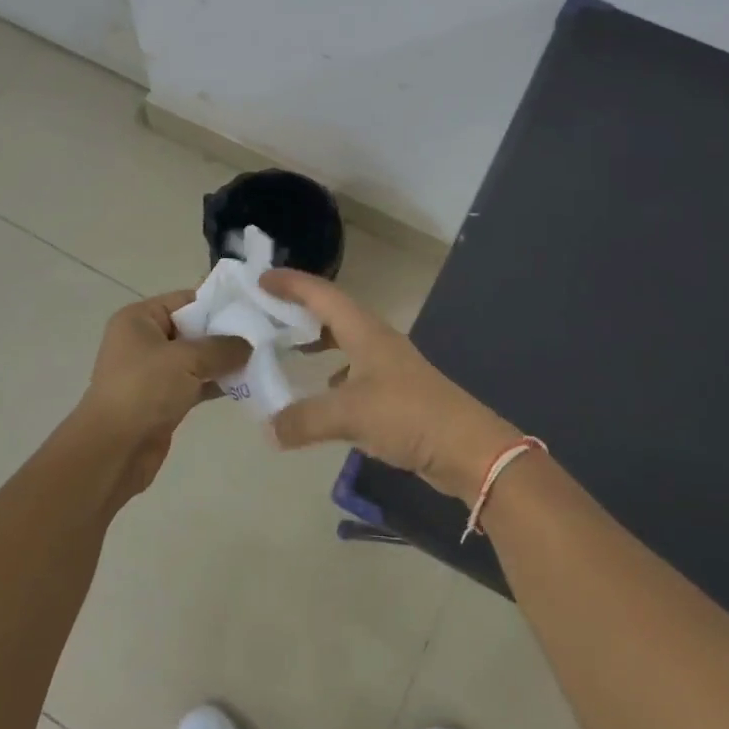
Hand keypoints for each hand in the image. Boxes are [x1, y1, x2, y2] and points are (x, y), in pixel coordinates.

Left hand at [64, 292, 249, 498]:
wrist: (113, 450)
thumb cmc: (144, 390)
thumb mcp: (186, 360)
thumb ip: (222, 347)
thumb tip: (249, 344)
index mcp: (139, 319)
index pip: (185, 300)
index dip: (219, 303)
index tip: (255, 308)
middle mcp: (144, 341)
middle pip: (193, 329)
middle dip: (226, 334)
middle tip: (265, 334)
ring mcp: (152, 372)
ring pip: (196, 359)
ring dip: (224, 361)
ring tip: (262, 358)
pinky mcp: (162, 400)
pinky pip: (195, 383)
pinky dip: (216, 384)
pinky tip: (246, 385)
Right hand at [260, 270, 521, 500]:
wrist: (467, 448)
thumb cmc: (408, 415)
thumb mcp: (350, 414)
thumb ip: (304, 420)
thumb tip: (267, 429)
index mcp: (365, 332)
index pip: (323, 295)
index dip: (292, 284)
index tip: (261, 279)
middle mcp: (376, 342)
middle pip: (333, 315)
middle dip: (300, 311)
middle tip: (265, 314)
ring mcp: (388, 368)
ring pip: (344, 343)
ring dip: (316, 342)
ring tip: (286, 350)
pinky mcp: (395, 394)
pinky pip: (353, 374)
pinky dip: (331, 377)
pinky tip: (320, 394)